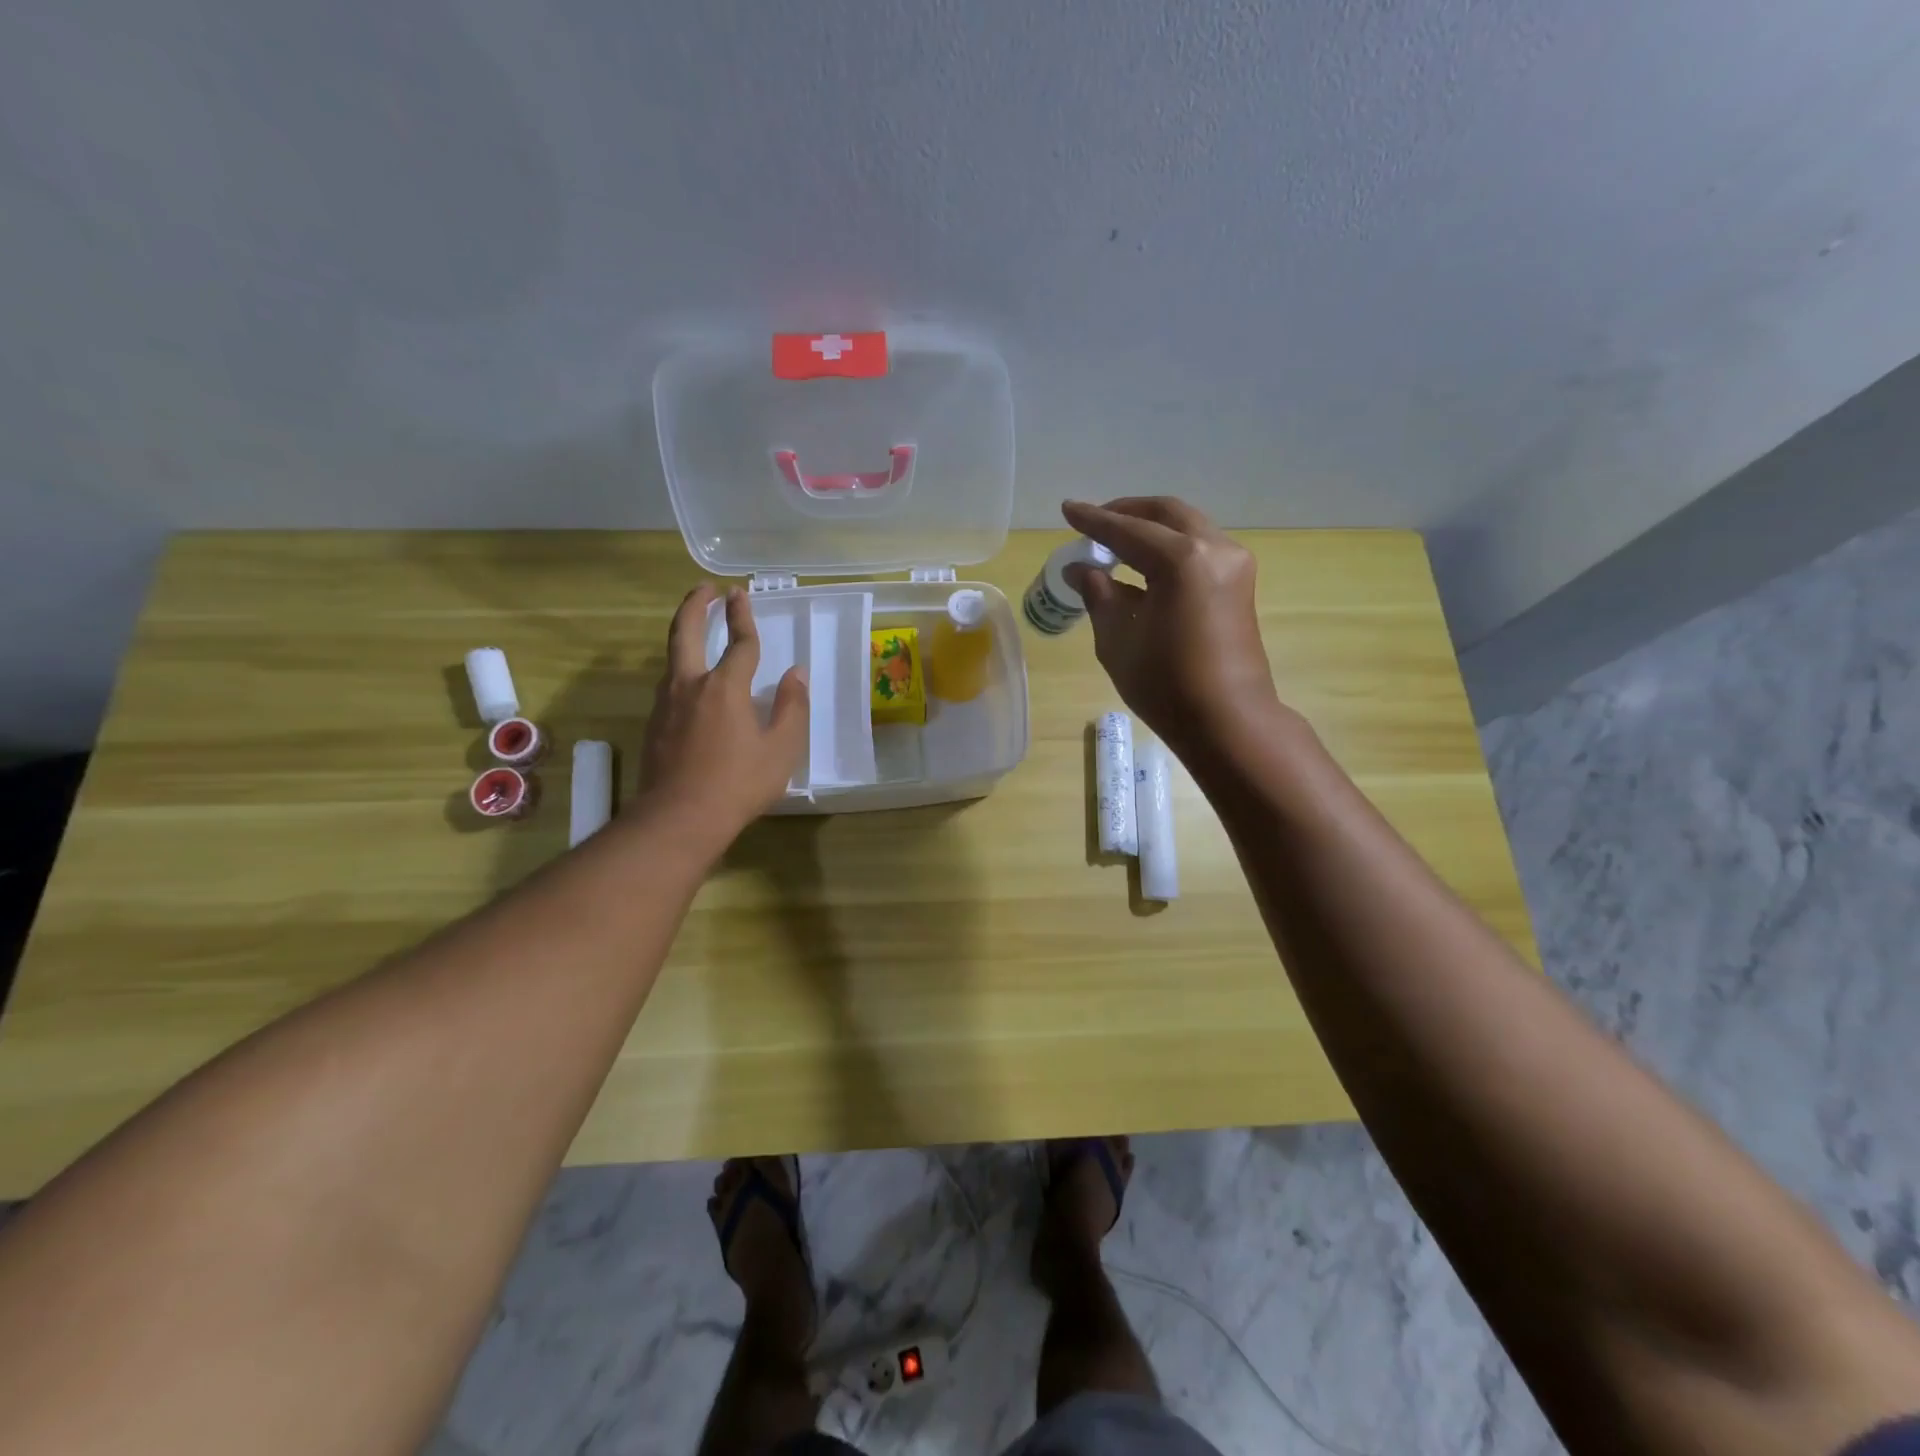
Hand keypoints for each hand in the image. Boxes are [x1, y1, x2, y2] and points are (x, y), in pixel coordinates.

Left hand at [639, 584, 807, 842]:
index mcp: (725, 687)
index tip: (741, 594)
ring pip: (672, 658)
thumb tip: (796, 674)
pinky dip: (681, 667)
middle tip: (705, 589)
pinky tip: (692, 682)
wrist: (678, 819)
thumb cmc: (738, 784)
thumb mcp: (781, 749)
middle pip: (686, 632)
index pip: (739, 643)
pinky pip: (669, 684)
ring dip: (685, 635)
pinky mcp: (654, 725)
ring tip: (698, 630)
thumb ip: (792, 707)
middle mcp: (690, 685)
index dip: (743, 617)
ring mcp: (666, 705)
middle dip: (696, 606)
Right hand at [1061, 497, 1285, 757]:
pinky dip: (1171, 544)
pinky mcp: (1240, 582)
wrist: (1228, 721)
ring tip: (1117, 540)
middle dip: (1127, 512)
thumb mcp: (1118, 639)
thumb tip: (1080, 569)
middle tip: (1095, 521)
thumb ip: (1098, 594)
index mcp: (1181, 561)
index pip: (1127, 530)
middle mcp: (1214, 549)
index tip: (1067, 508)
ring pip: (1187, 526)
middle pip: (1165, 513)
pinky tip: (1146, 562)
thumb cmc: (1165, 684)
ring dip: (1151, 526)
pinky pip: (1200, 546)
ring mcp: (1234, 563)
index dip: (1094, 521)